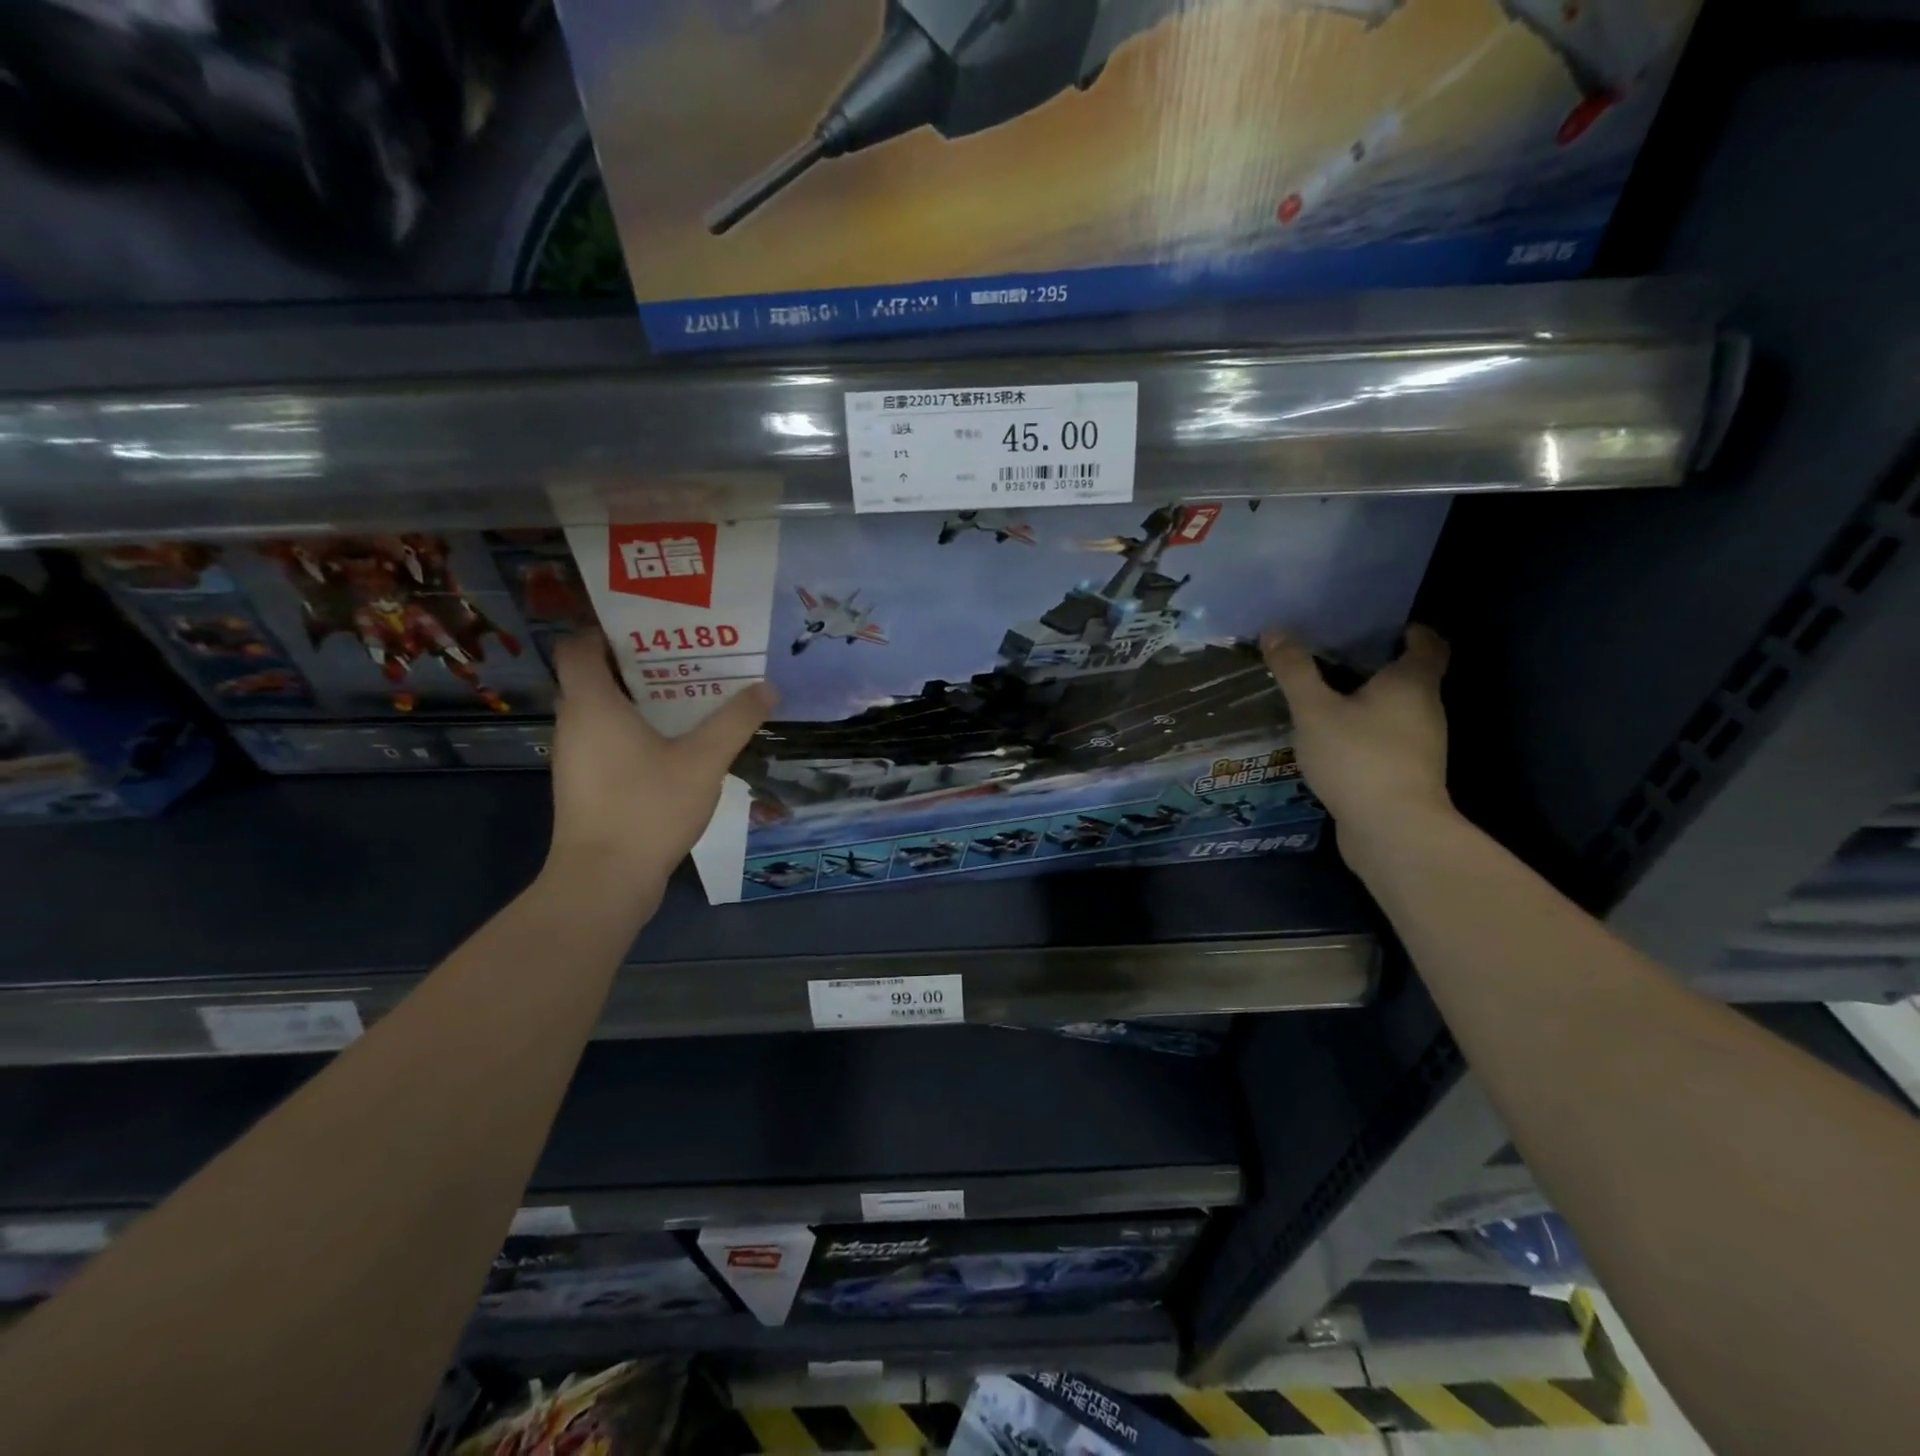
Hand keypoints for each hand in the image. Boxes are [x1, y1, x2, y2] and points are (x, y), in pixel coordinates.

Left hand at [545, 633, 774, 892]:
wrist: (604, 881)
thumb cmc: (647, 808)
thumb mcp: (704, 760)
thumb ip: (736, 720)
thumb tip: (768, 687)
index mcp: (592, 704)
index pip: (579, 646)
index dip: (608, 629)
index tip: (653, 628)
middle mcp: (574, 723)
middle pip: (595, 675)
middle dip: (640, 662)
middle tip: (688, 658)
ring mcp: (575, 757)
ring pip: (603, 710)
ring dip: (640, 699)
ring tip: (690, 695)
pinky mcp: (585, 784)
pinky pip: (606, 739)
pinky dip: (634, 730)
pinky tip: (675, 744)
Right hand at [1260, 625, 1452, 847]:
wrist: (1392, 830)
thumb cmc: (1358, 757)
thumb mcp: (1314, 710)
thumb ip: (1295, 671)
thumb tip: (1275, 631)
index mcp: (1412, 683)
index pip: (1429, 645)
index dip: (1413, 632)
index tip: (1388, 628)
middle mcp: (1426, 710)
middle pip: (1411, 678)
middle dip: (1379, 668)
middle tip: (1337, 659)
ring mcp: (1421, 747)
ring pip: (1397, 712)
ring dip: (1369, 703)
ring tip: (1327, 700)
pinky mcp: (1408, 775)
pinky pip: (1387, 742)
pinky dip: (1366, 734)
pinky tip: (1333, 742)